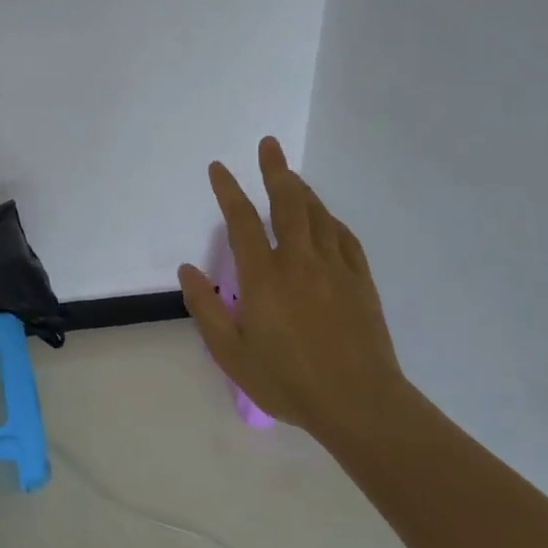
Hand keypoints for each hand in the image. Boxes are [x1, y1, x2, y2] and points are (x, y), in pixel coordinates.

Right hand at [178, 137, 409, 441]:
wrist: (359, 403)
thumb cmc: (287, 380)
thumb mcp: (231, 353)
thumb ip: (206, 308)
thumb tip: (188, 270)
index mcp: (264, 277)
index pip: (242, 222)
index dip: (228, 191)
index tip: (218, 168)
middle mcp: (300, 262)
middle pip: (287, 204)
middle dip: (275, 171)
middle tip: (269, 145)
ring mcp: (335, 269)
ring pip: (317, 215)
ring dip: (301, 190)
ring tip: (290, 175)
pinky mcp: (360, 282)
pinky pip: (344, 238)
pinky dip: (329, 220)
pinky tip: (325, 219)